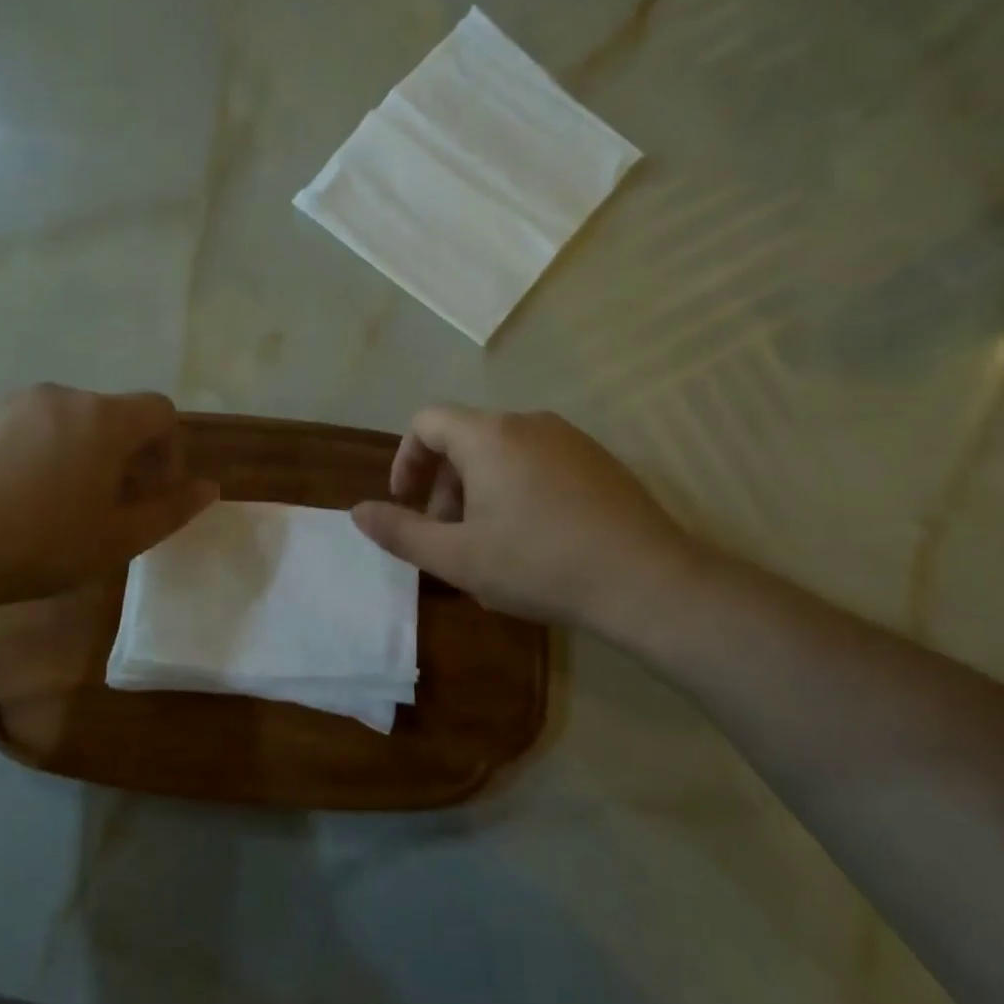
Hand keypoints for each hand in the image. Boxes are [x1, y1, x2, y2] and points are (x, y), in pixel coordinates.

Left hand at [0, 384, 217, 611]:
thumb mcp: (119, 539)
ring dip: (70, 450)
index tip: (152, 490)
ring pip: (58, 419)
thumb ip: (172, 509)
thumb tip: (209, 487)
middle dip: (118, 453)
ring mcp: (6, 402)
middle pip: (108, 414)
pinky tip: (2, 496)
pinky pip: (12, 426)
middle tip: (102, 504)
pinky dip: (23, 451)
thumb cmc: (40, 545)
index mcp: (103, 419)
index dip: (169, 448)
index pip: (160, 410)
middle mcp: (58, 396)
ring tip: (48, 502)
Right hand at [351, 405, 712, 644]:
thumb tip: (356, 512)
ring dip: (479, 490)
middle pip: (464, 438)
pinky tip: (534, 540)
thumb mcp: (457, 557)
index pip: (426, 422)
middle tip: (448, 537)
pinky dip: (517, 489)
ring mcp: (569, 438)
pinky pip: (538, 462)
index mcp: (488, 435)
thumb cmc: (539, 565)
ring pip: (502, 452)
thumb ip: (400, 532)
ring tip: (489, 544)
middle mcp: (527, 422)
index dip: (405, 459)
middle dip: (443, 484)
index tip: (405, 502)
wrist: (647, 581)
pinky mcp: (598, 460)